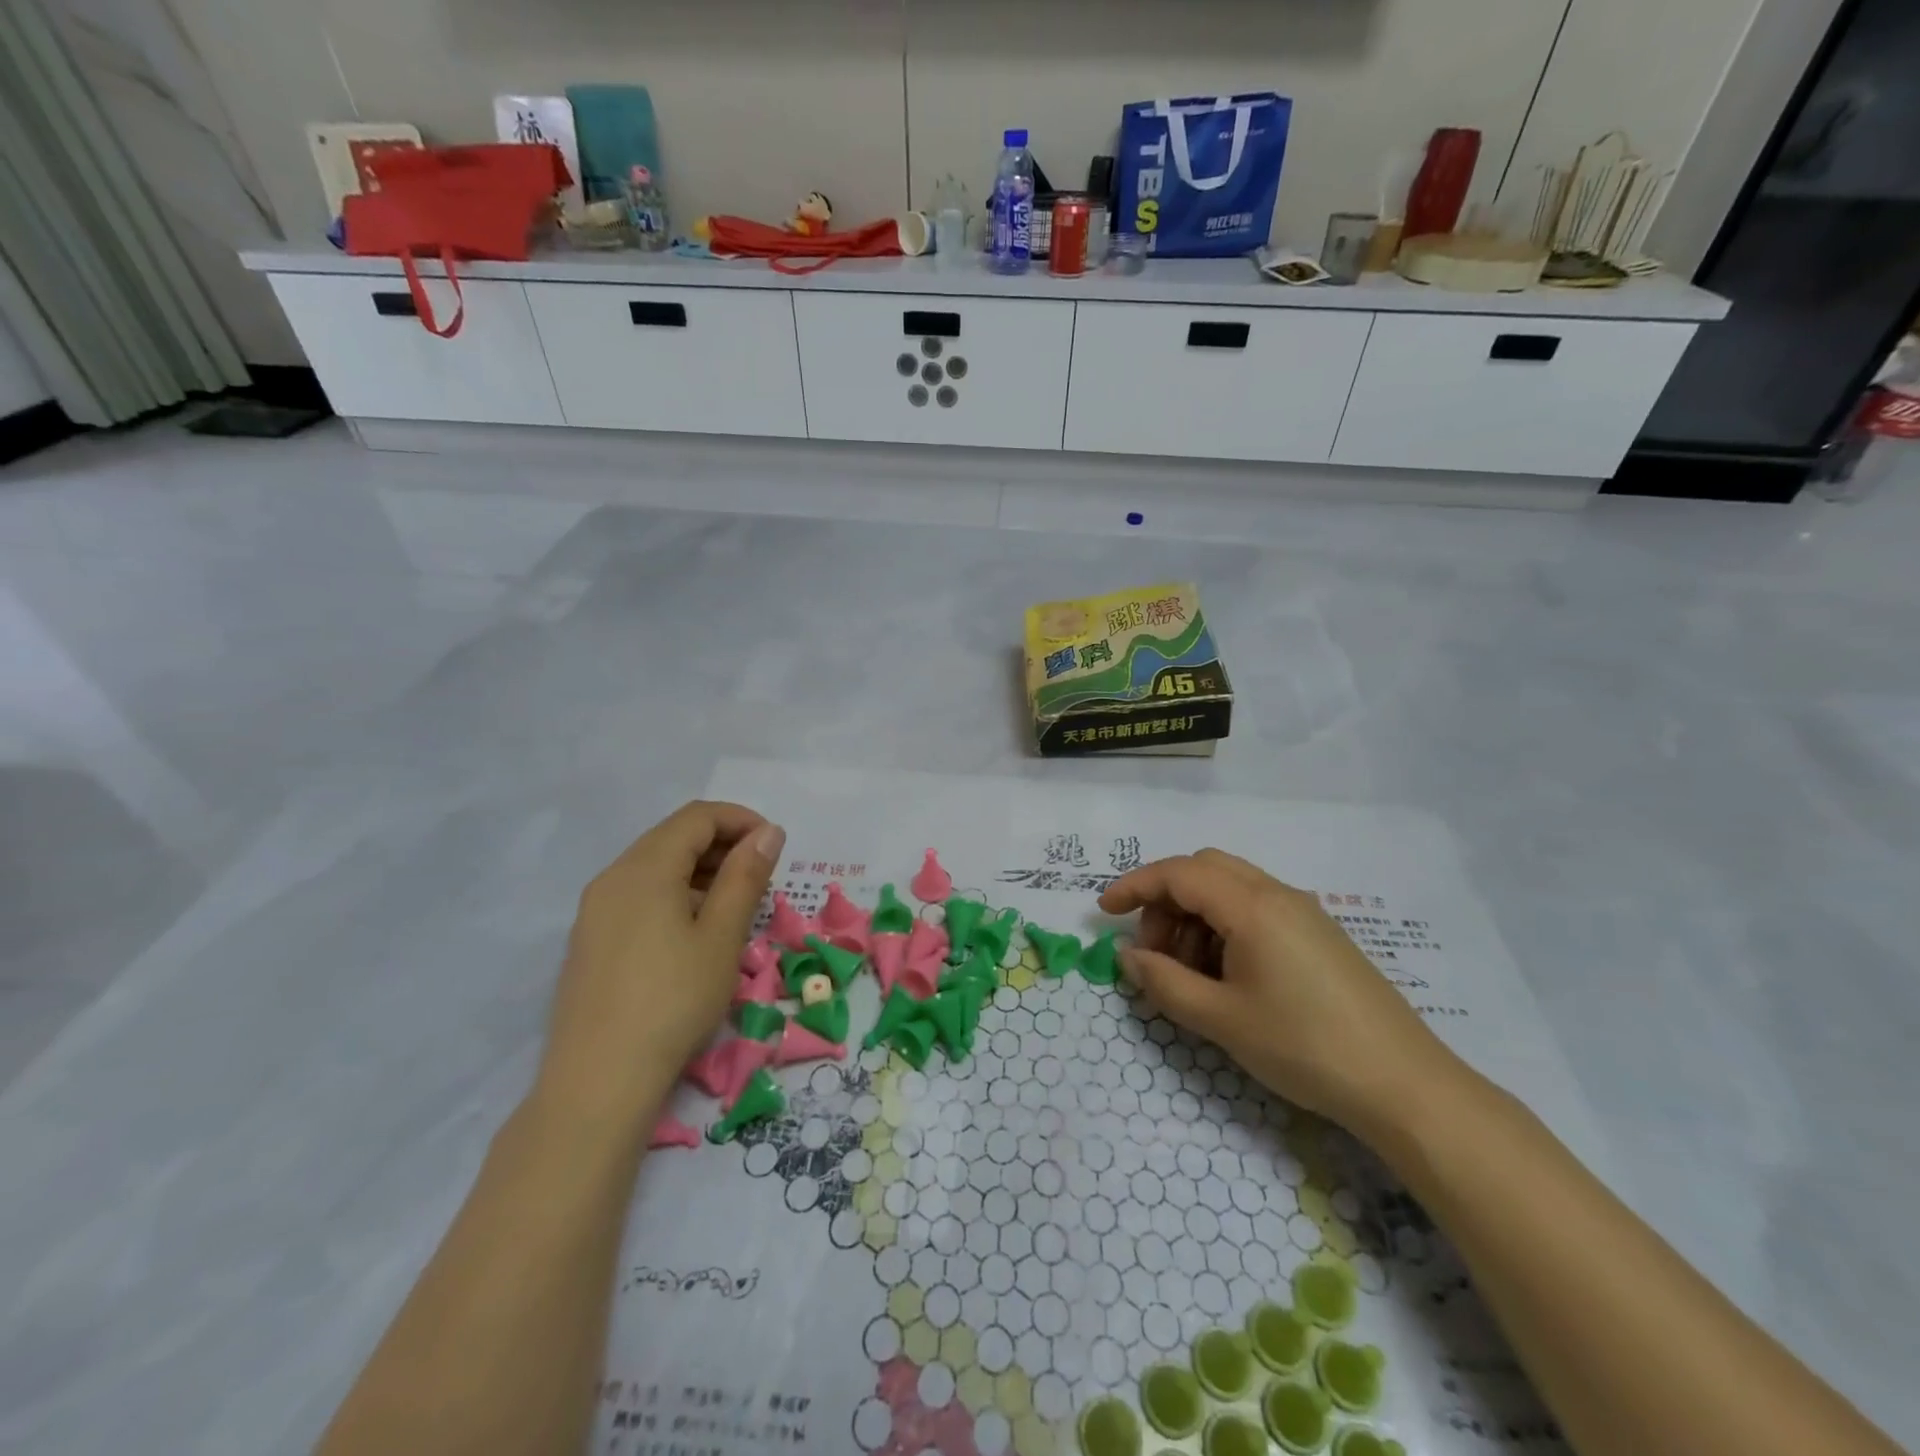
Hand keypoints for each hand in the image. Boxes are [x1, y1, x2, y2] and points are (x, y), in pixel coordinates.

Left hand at [533, 802, 784, 1137]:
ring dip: (701, 871)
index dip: (742, 820)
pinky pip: (639, 896)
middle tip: (762, 879)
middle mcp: (613, 877)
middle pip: (674, 837)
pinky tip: (696, 933)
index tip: (776, 847)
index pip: (698, 817)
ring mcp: (596, 910)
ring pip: (656, 867)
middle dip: (723, 845)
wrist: (598, 1082)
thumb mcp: (722, 936)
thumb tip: (768, 832)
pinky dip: (676, 895)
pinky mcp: (592, 940)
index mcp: (645, 868)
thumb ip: (746, 876)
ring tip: (736, 907)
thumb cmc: (673, 1001)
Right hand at [1100, 850, 1462, 1137]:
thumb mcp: (1221, 1019)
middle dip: (1166, 900)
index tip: (1104, 911)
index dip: (1134, 886)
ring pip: (1231, 889)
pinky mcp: (1319, 935)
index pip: (1178, 874)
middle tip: (1153, 950)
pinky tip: (1227, 976)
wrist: (1403, 1085)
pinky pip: (1257, 910)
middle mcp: (1278, 895)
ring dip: (1195, 916)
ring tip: (1189, 973)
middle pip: (1205, 870)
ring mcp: (1304, 913)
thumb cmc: (1304, 1047)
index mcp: (1252, 906)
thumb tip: (1127, 955)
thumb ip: (1163, 982)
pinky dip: (1224, 927)